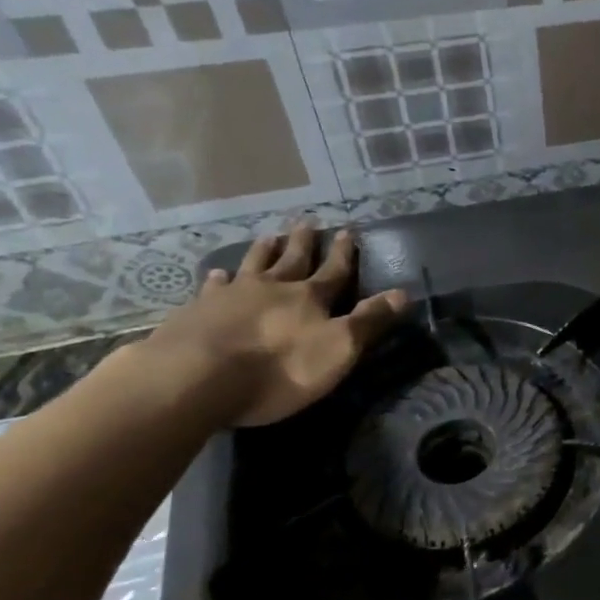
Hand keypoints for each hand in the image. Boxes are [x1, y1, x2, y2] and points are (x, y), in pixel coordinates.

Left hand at [140, 222, 407, 426]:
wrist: (196, 377)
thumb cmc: (279, 368)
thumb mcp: (338, 349)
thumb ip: (369, 321)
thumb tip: (403, 293)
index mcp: (309, 298)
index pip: (334, 270)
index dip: (344, 253)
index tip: (348, 230)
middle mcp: (272, 288)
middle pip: (292, 260)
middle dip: (303, 243)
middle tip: (307, 221)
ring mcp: (231, 297)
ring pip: (252, 265)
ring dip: (264, 251)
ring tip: (269, 236)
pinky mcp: (197, 312)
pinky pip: (212, 288)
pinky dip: (218, 279)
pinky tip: (216, 274)